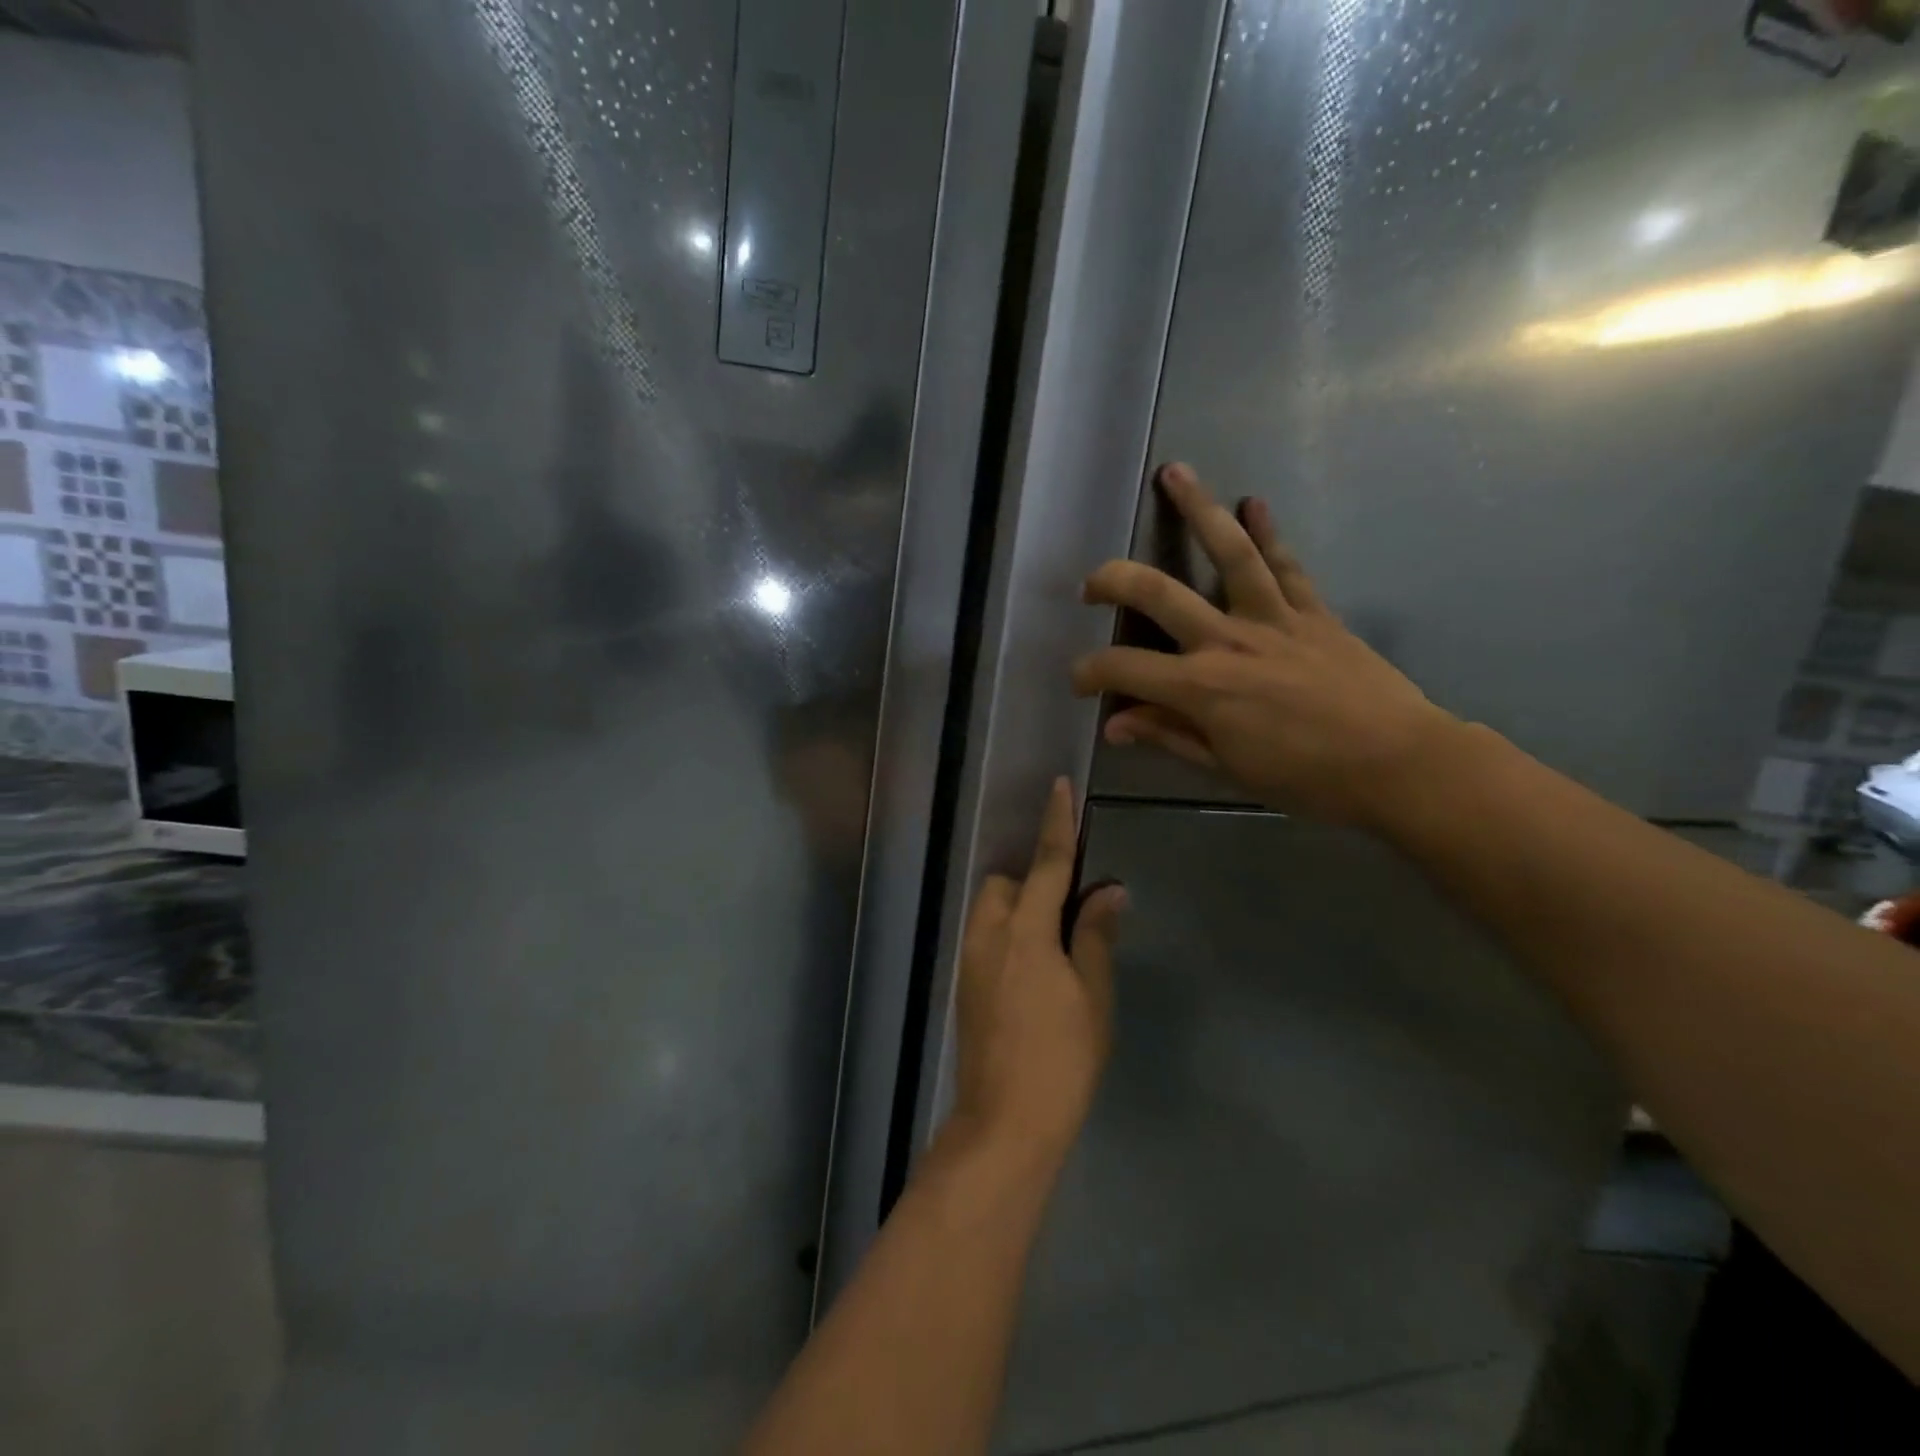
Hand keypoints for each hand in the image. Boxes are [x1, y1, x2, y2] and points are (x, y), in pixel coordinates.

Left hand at [949, 779, 1126, 1163]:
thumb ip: (1095, 935)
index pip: (1046, 864)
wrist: (1006, 1121)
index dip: (1055, 824)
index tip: (1058, 787)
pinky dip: (1007, 935)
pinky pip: (984, 938)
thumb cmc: (1062, 1058)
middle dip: (1032, 882)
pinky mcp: (963, 985)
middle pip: (1004, 884)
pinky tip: (1033, 973)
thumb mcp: (1093, 996)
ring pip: (989, 910)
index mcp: (1025, 932)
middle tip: (1068, 916)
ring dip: (1017, 909)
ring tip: (1053, 947)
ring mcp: (969, 961)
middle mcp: (988, 935)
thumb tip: (1109, 890)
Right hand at [1072, 463, 1461, 826]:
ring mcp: (1273, 619)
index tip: (1080, 682)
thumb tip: (1115, 724)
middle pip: (1158, 593)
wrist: (1398, 764)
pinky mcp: (1313, 612)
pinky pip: (1286, 565)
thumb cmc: (1307, 778)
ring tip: (1175, 472)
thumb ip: (1169, 736)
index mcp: (1202, 688)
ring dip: (1199, 509)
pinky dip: (1269, 532)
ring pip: (1229, 553)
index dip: (1090, 672)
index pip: (1123, 668)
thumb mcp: (1227, 768)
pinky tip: (1254, 503)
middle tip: (1090, 583)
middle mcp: (1228, 640)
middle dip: (1113, 581)